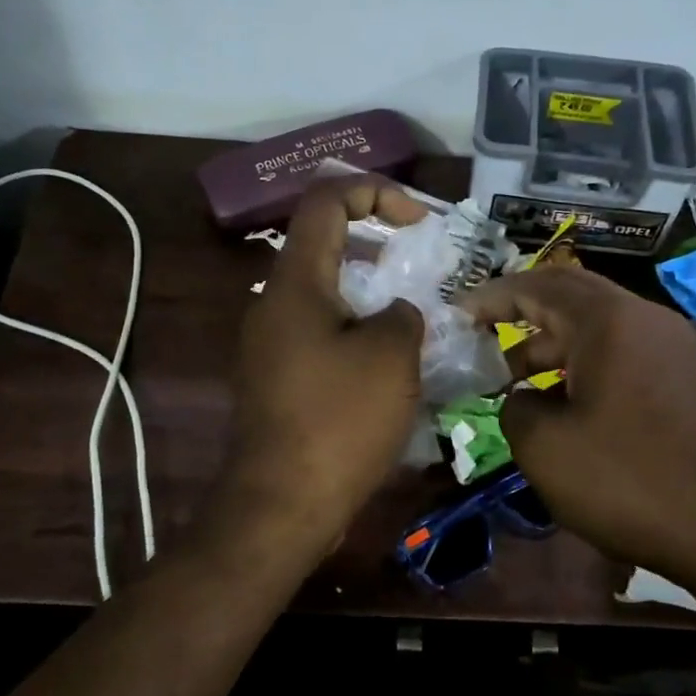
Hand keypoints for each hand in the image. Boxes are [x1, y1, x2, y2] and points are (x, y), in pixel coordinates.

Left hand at [227, 176, 427, 548]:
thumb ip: (403, 313)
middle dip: (380, 246)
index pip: (326, 201)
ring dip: (372, 294)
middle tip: (424, 269)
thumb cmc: (339, 421)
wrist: (282, 504)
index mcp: (296, 283)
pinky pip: (322, 334)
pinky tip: (391, 365)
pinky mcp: (277, 379)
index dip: (376, 192)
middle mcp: (274, 304)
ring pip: (327, 294)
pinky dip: (357, 331)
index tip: (419, 223)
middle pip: (326, 246)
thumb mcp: (392, 356)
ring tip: (417, 319)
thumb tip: (395, 312)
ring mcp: (271, 344)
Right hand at [460, 269, 695, 583]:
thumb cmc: (628, 481)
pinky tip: (566, 405)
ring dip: (553, 345)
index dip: (492, 297)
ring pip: (599, 327)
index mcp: (609, 321)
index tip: (457, 314)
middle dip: (522, 314)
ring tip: (514, 382)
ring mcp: (674, 347)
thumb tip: (522, 398)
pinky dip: (585, 365)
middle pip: (571, 296)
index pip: (538, 286)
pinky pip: (624, 352)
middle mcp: (646, 318)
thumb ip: (515, 407)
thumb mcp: (544, 448)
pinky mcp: (688, 378)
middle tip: (483, 340)